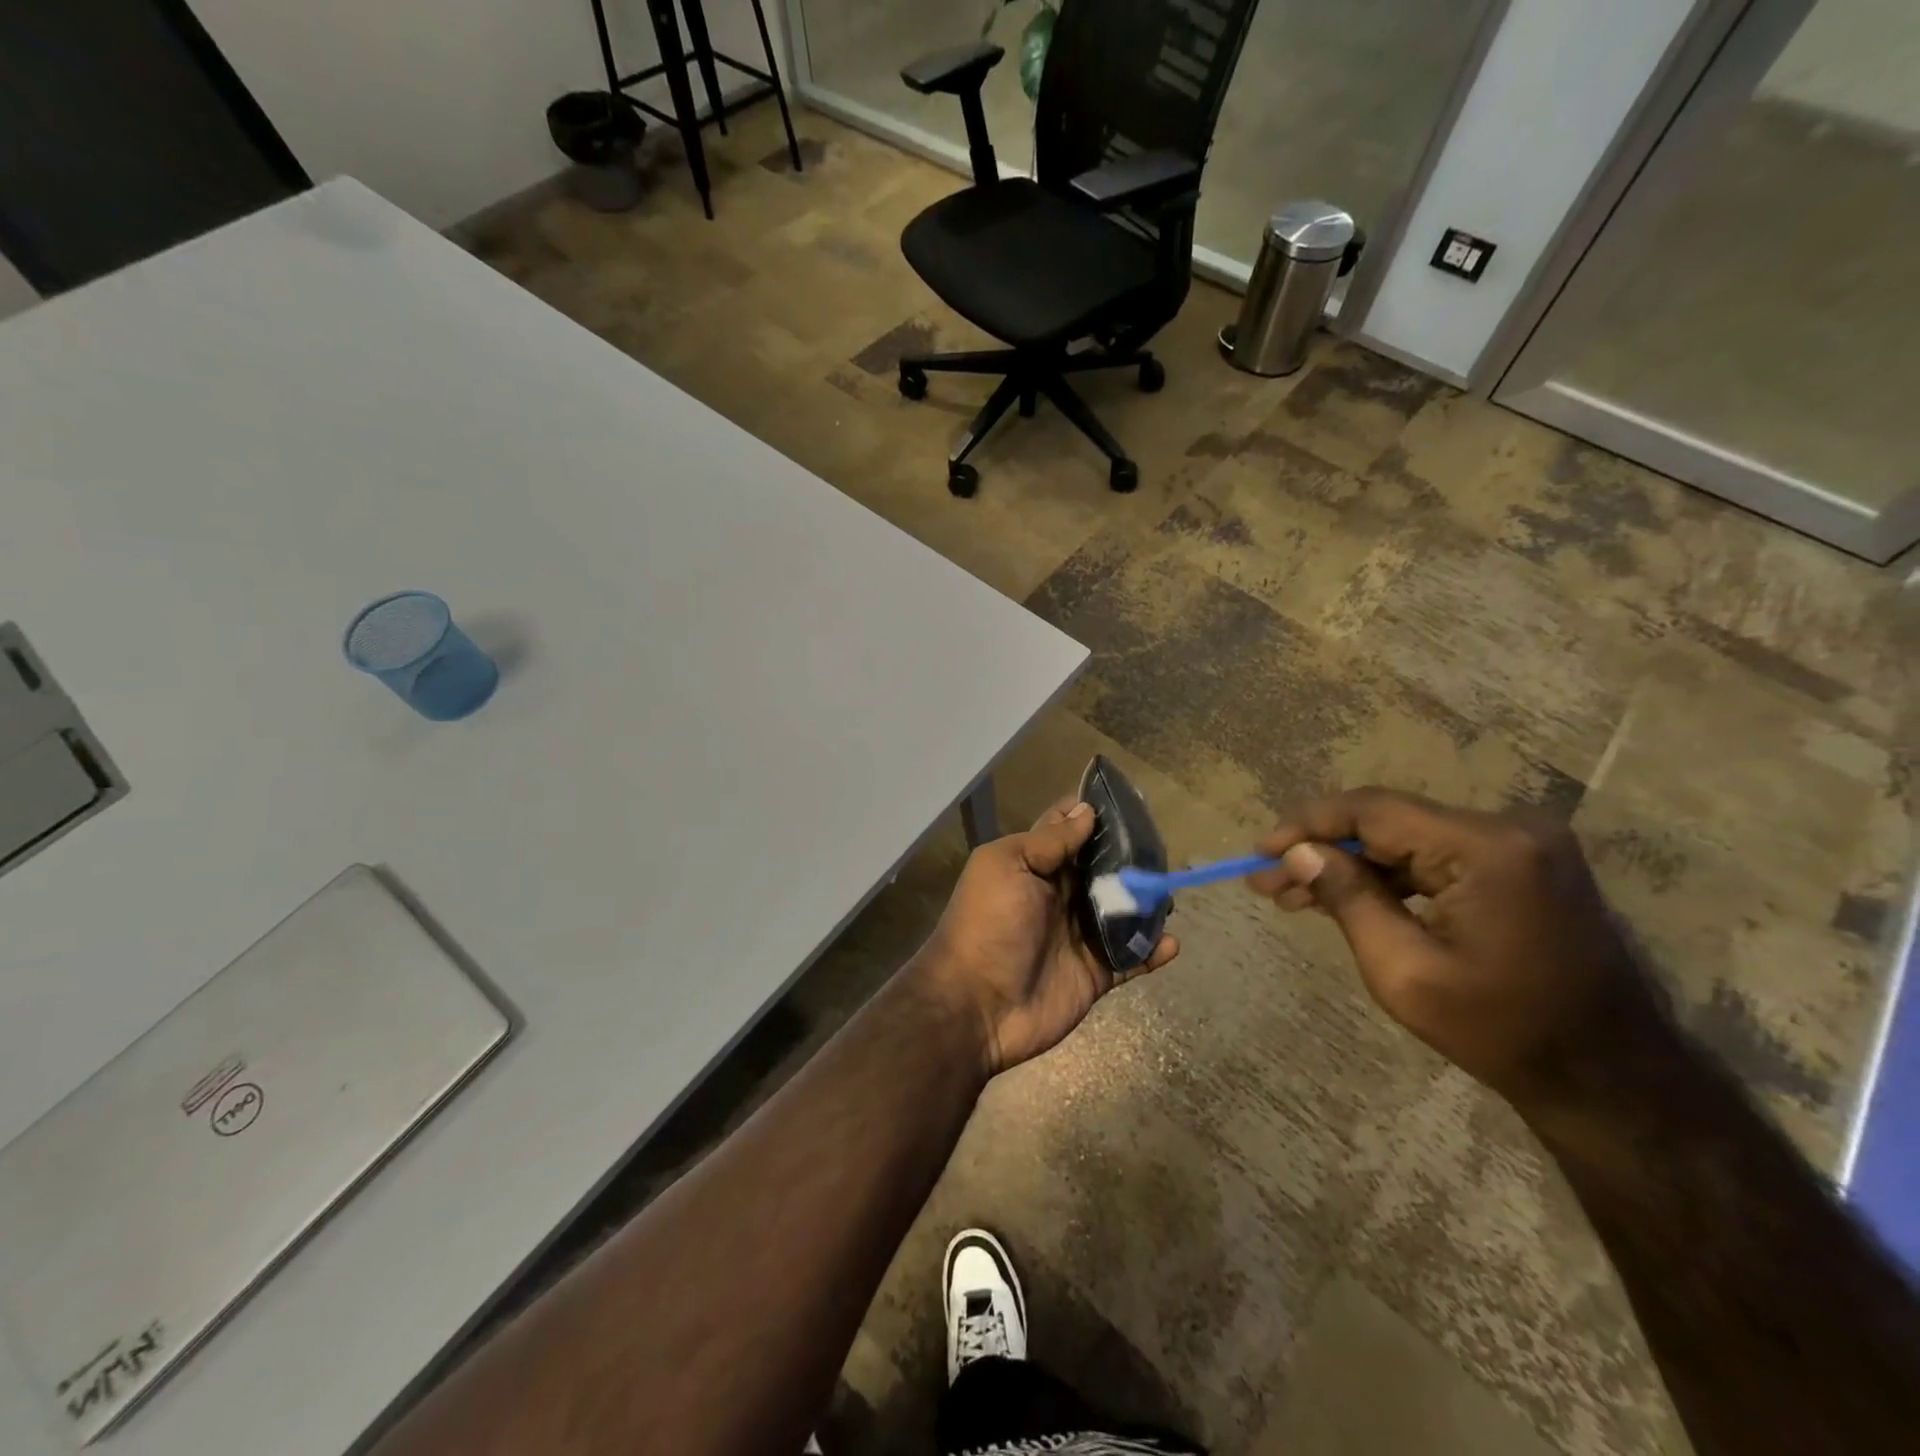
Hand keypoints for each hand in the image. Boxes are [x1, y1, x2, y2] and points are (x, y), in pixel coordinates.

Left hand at [916, 798, 1178, 1077]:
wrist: (976, 1005)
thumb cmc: (988, 924)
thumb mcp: (1008, 866)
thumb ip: (1049, 841)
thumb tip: (1086, 809)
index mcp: (1035, 865)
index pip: (1068, 830)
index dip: (1093, 814)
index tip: (1129, 800)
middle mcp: (1060, 895)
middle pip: (1104, 868)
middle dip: (1132, 857)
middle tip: (1163, 848)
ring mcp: (1079, 935)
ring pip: (1123, 910)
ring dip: (1147, 902)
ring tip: (1168, 892)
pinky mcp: (1095, 973)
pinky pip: (1131, 958)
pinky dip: (1153, 950)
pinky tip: (1171, 942)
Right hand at [1250, 788, 1661, 1107]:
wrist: (1610, 1080)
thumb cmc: (1501, 1031)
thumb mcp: (1404, 971)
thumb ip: (1347, 899)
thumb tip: (1298, 853)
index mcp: (1487, 848)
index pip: (1373, 811)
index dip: (1307, 825)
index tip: (1259, 852)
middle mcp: (1509, 829)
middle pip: (1387, 823)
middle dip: (1322, 851)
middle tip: (1266, 881)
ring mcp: (1520, 845)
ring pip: (1406, 840)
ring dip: (1350, 865)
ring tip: (1292, 894)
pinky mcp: (1521, 865)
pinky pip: (1435, 857)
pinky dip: (1388, 877)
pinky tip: (1345, 897)